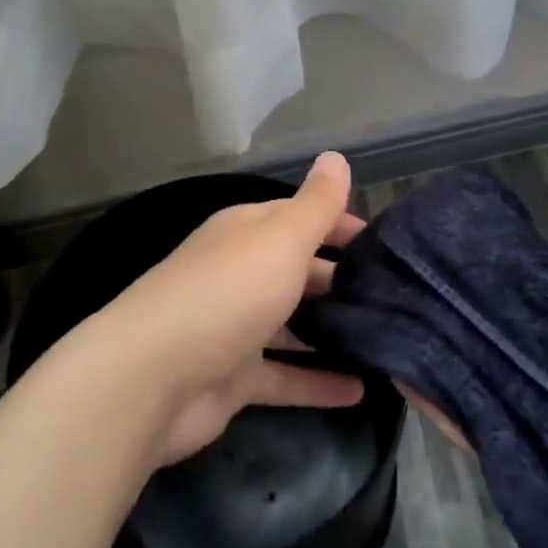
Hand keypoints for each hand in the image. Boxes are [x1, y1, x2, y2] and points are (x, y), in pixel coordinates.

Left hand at [87, 152, 366, 466]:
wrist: (152, 378)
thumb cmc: (226, 293)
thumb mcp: (280, 239)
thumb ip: (315, 204)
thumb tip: (336, 156)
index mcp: (246, 234)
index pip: (299, 217)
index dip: (339, 223)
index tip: (383, 242)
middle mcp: (240, 274)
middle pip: (298, 270)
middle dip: (341, 278)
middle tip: (395, 294)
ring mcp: (236, 328)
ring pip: (293, 325)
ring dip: (332, 331)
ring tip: (388, 338)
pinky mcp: (234, 379)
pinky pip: (286, 377)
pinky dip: (318, 383)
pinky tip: (360, 391)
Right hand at [407, 232, 547, 547]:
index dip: (533, 292)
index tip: (492, 253)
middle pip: (524, 358)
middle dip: (484, 320)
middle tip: (435, 275)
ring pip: (495, 395)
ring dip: (456, 359)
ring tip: (411, 310)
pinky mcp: (534, 494)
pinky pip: (486, 449)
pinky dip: (449, 414)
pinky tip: (412, 375)